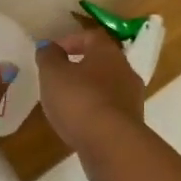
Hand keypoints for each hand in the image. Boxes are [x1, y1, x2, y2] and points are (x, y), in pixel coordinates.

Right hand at [33, 26, 147, 180]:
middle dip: (80, 66)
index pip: (91, 36)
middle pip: (102, 61)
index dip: (70, 40)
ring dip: (88, 90)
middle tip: (58, 77)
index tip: (52, 52)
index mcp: (108, 52)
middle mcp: (126, 71)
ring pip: (107, 86)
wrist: (112, 144)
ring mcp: (132, 98)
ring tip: (65, 103)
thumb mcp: (53, 74)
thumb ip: (48, 57)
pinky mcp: (132, 124)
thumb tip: (48, 46)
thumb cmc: (79, 100)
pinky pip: (110, 109)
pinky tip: (79, 122)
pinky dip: (94, 111)